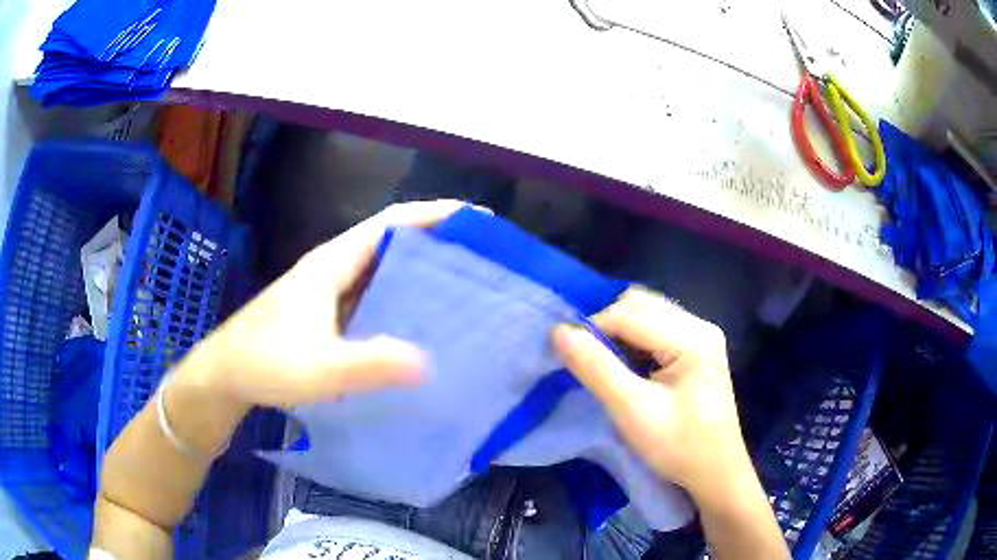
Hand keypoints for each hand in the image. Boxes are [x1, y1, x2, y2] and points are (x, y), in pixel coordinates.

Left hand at [182, 200, 467, 408]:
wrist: (226, 374)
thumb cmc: (265, 363)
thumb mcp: (318, 368)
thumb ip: (369, 364)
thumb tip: (428, 362)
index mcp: (332, 263)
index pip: (391, 224)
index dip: (433, 215)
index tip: (476, 221)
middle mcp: (333, 267)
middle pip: (391, 241)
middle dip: (436, 242)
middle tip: (481, 259)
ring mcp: (328, 289)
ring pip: (382, 268)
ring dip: (420, 271)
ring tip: (463, 287)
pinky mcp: (326, 311)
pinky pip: (372, 294)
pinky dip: (400, 298)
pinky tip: (419, 322)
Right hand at [552, 287, 753, 505]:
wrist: (715, 472)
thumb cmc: (678, 446)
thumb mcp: (632, 411)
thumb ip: (596, 368)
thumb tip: (558, 331)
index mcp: (692, 337)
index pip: (629, 313)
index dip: (593, 329)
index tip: (569, 358)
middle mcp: (700, 325)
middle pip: (640, 305)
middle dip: (607, 327)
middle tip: (591, 363)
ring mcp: (701, 335)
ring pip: (647, 313)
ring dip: (620, 333)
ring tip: (609, 366)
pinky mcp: (697, 348)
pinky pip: (656, 328)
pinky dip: (634, 341)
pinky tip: (630, 367)